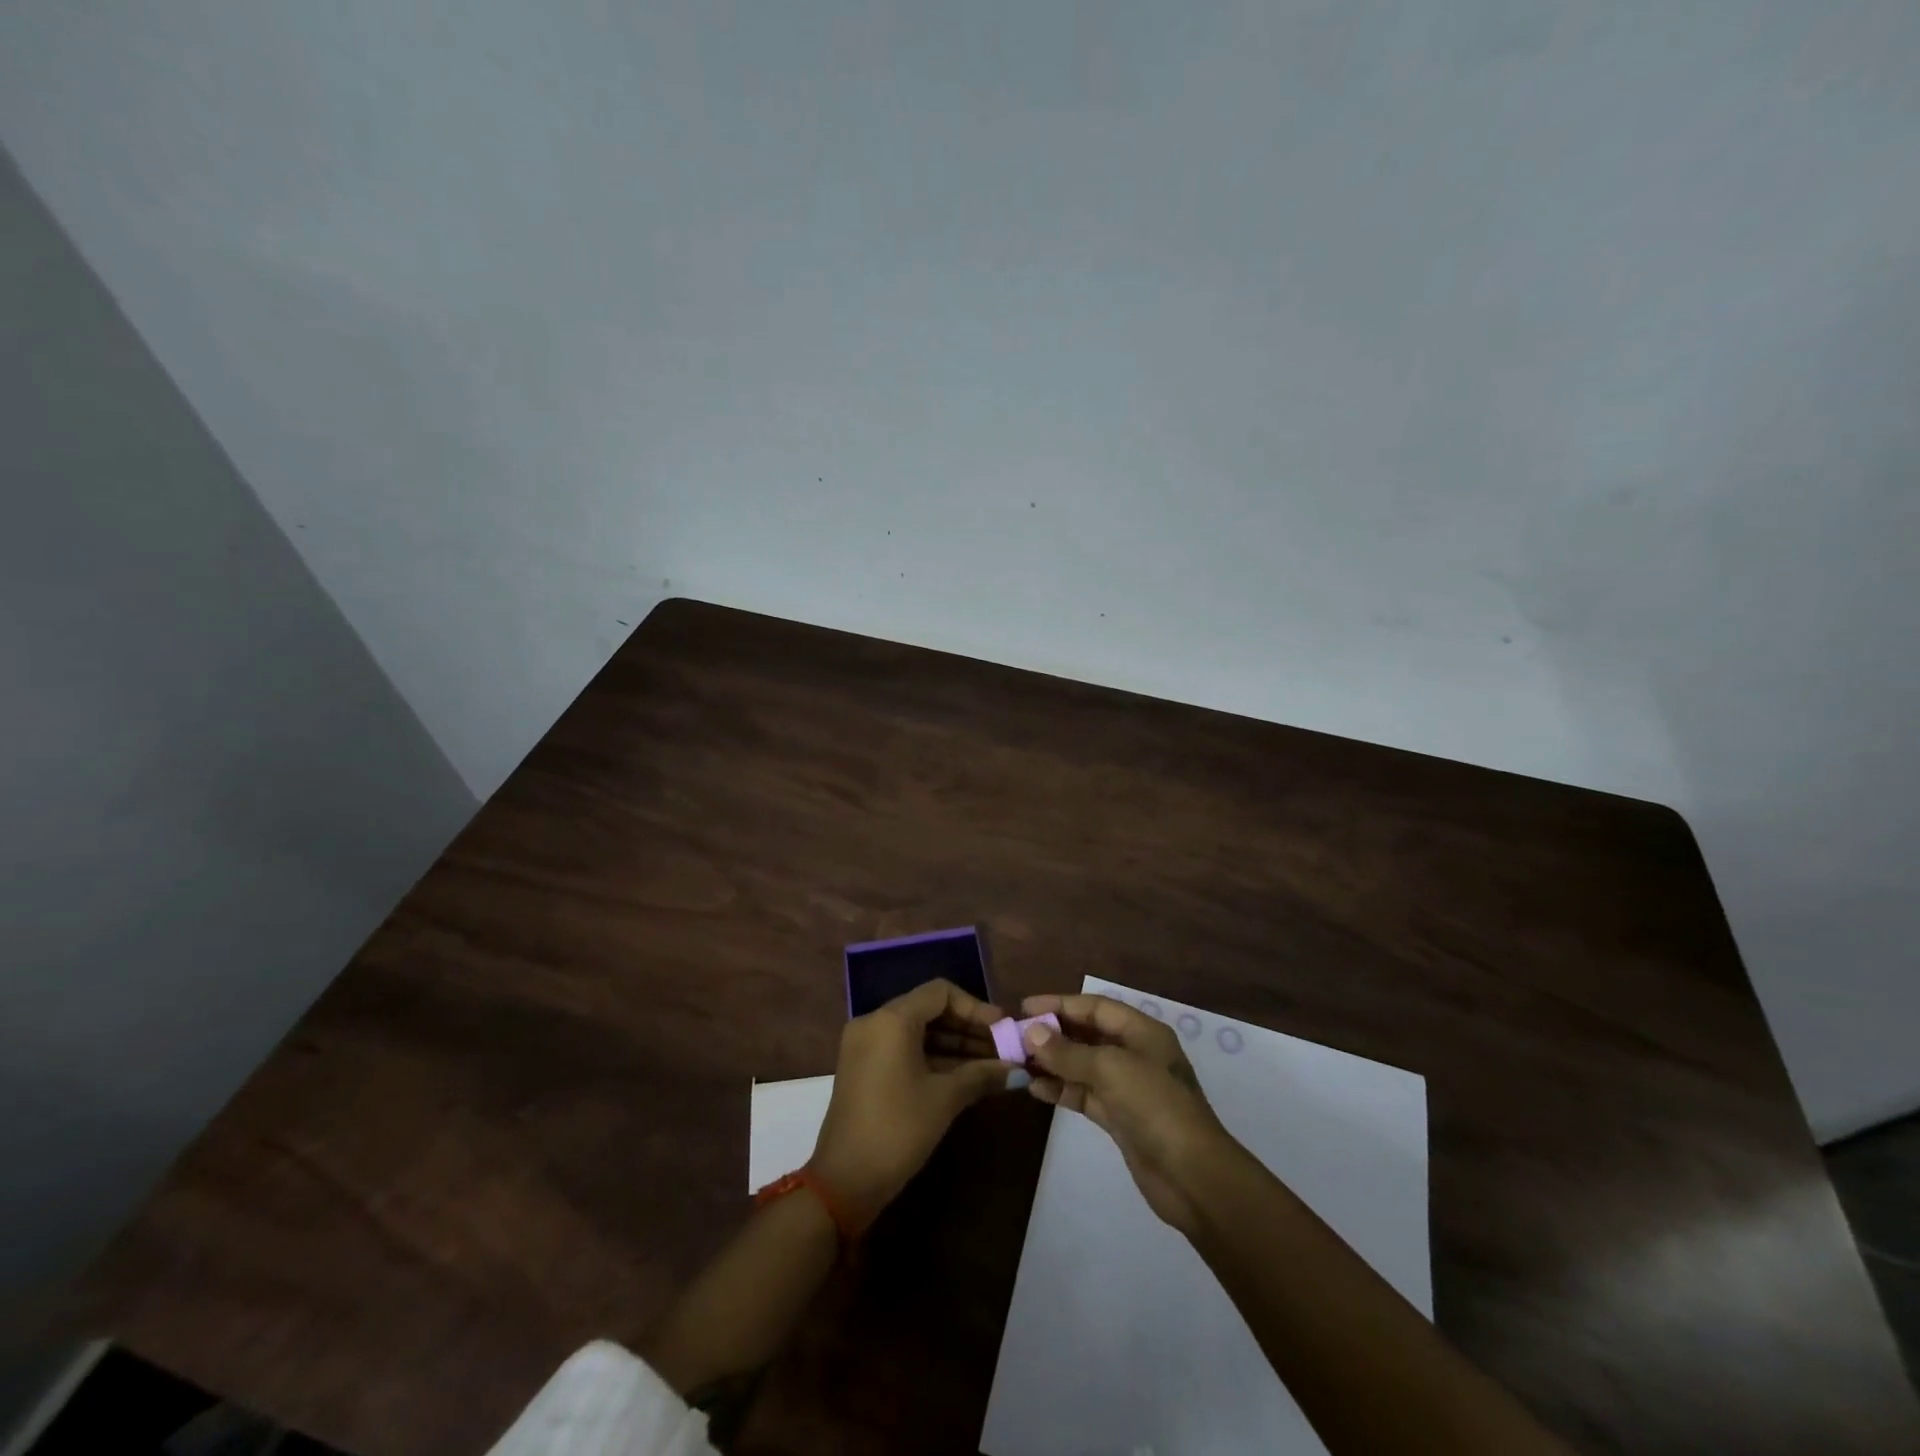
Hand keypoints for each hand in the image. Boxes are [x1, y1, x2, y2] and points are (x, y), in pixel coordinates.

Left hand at [808, 978, 1016, 1229]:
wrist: (844, 1181)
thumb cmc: (898, 1129)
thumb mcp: (945, 1099)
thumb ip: (982, 1075)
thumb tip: (1018, 1069)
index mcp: (892, 1019)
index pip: (941, 993)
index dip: (975, 1008)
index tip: (1002, 1029)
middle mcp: (874, 1022)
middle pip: (929, 1009)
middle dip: (967, 1028)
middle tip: (1002, 1048)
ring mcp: (865, 1045)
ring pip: (917, 1031)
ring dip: (953, 1045)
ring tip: (991, 1065)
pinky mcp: (863, 1067)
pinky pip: (903, 1048)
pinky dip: (932, 1057)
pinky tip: (964, 1075)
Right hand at [1020, 993, 1239, 1232]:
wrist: (1193, 1177)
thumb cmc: (1156, 1107)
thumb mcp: (1111, 1070)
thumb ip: (1068, 1052)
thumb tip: (1031, 1032)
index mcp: (1142, 1032)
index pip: (1095, 1007)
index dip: (1060, 1004)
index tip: (1025, 1007)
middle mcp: (1134, 1054)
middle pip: (1087, 1034)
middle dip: (1053, 1034)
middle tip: (1015, 1036)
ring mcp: (1127, 1087)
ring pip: (1082, 1065)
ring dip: (1052, 1062)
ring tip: (1017, 1062)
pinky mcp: (1119, 1118)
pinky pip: (1084, 1094)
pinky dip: (1061, 1089)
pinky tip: (1035, 1089)